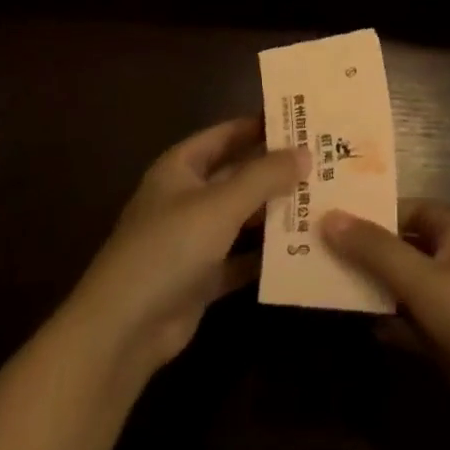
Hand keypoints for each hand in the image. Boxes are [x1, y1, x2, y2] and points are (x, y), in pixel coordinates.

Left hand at [64, 116, 302, 386]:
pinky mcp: (201, 277)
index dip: (260, 126)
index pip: (226, 134)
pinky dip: (266, 255)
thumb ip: (264, 176)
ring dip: (275, 213)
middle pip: (237, 175)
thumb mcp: (221, 204)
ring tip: (323, 201)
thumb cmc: (169, 247)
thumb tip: (306, 152)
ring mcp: (192, 239)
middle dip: (276, 171)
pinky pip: (241, 258)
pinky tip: (304, 250)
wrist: (124, 328)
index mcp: (180, 168)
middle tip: (325, 161)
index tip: (303, 121)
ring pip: (242, 217)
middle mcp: (186, 198)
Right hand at [321, 199, 449, 449]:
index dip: (373, 209)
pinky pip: (406, 324)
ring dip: (368, 285)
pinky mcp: (446, 345)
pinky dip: (383, 322)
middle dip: (363, 248)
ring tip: (318, 280)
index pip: (408, 209)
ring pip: (400, 287)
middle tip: (311, 246)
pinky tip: (352, 322)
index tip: (329, 212)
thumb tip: (328, 217)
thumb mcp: (425, 280)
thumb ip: (376, 250)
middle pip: (401, 247)